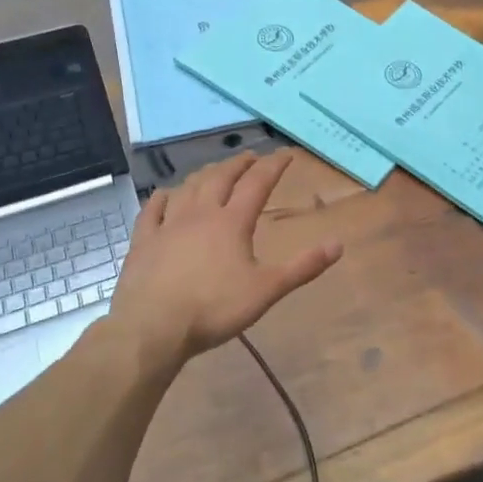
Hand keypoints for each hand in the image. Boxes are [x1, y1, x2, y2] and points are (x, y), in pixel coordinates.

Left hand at [109, 150, 341, 363]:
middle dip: (238, 164)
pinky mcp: (143, 242)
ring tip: (214, 170)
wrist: (152, 327)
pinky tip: (164, 194)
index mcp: (232, 222)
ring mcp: (168, 225)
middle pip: (221, 179)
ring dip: (204, 175)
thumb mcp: (266, 290)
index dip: (273, 166)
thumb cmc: (214, 309)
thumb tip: (339, 244)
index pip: (257, 184)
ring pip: (188, 188)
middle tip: (250, 157)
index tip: (285, 154)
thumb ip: (303, 267)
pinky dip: (162, 198)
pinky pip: (152, 211)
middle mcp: (201, 214)